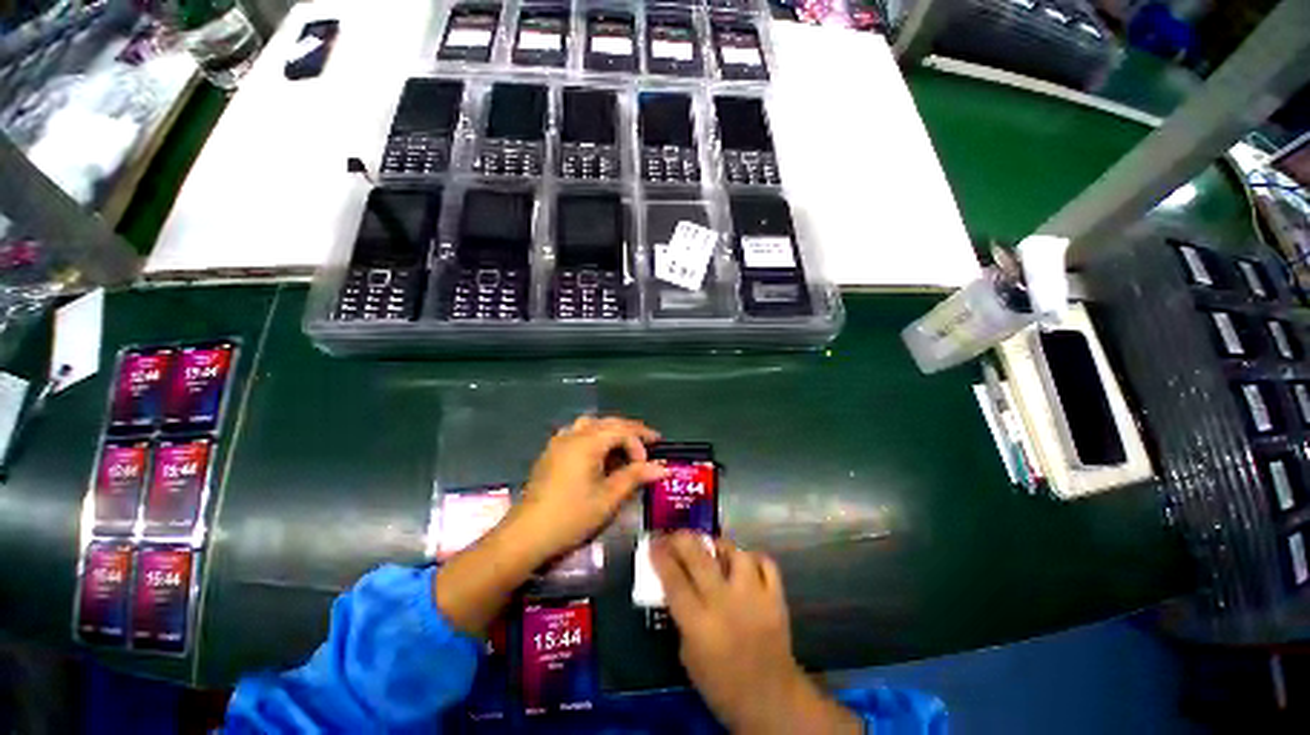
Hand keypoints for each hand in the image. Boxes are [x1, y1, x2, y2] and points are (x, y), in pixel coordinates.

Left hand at [502, 415, 667, 565]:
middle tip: (649, 443)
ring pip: (591, 424)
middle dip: (630, 431)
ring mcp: (559, 442)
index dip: (640, 443)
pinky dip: (594, 436)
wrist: (526, 535)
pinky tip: (597, 453)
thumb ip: (635, 477)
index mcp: (588, 442)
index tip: (651, 462)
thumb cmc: (571, 516)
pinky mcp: (551, 452)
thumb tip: (663, 468)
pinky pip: (577, 432)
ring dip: (611, 430)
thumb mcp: (608, 498)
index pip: (622, 431)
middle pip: (608, 422)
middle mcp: (573, 435)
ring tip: (624, 446)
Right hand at [651, 533, 860, 734]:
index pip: (674, 580)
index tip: (652, 543)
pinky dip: (753, 558)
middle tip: (675, 535)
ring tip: (713, 548)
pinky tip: (744, 563)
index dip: (660, 557)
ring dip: (720, 547)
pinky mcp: (776, 598)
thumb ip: (682, 620)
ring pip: (735, 553)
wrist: (771, 701)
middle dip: (683, 539)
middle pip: (700, 557)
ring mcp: (754, 597)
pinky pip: (765, 563)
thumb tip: (675, 587)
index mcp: (700, 625)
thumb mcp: (689, 658)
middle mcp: (725, 604)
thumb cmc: (722, 686)